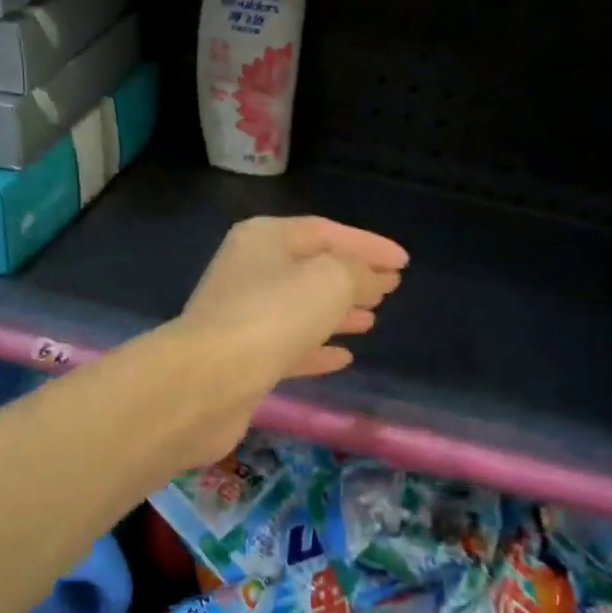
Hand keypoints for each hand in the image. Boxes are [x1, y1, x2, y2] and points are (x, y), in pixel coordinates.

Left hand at [171, 216, 407, 458]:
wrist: (208, 381)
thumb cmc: (273, 315)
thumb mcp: (330, 280)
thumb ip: (359, 272)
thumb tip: (372, 278)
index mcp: (265, 238)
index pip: (326, 231)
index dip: (368, 244)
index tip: (403, 263)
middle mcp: (250, 270)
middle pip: (311, 267)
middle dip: (353, 276)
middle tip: (390, 288)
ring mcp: (243, 315)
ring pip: (301, 307)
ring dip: (338, 312)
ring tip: (374, 318)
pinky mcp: (242, 357)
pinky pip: (289, 345)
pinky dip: (317, 348)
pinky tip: (344, 357)